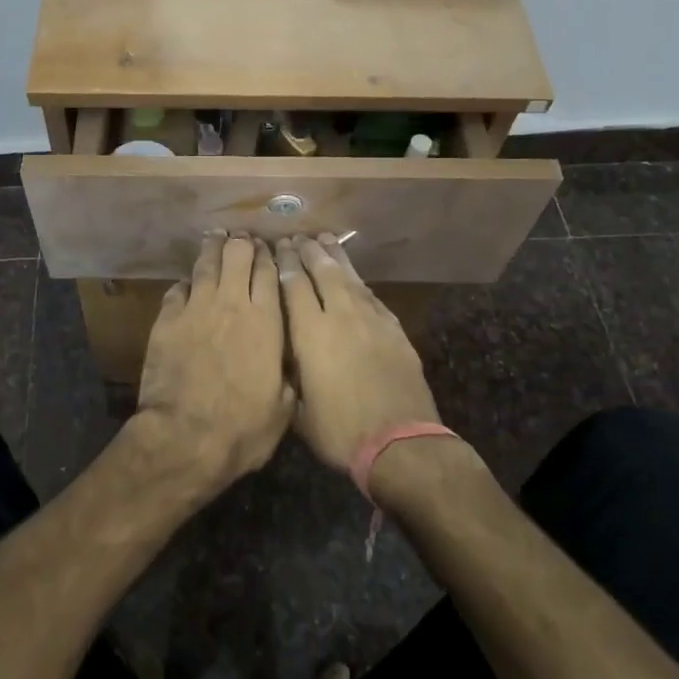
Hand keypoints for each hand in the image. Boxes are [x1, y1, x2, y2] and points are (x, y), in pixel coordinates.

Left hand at [137, 233, 295, 484]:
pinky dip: (186, 284)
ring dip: (212, 249)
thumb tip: (287, 372)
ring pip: (205, 265)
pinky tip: (187, 284)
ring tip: (215, 238)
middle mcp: (232, 304)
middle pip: (237, 257)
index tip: (269, 250)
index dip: (269, 257)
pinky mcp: (166, 320)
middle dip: (241, 244)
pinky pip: (178, 290)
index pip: (270, 273)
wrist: (186, 437)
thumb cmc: (242, 428)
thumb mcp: (281, 409)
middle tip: (241, 240)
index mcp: (267, 322)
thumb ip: (286, 380)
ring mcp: (196, 309)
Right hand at [275, 235, 439, 471]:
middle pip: (322, 272)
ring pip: (350, 279)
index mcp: (310, 334)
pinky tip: (355, 279)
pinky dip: (359, 283)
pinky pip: (372, 297)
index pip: (293, 286)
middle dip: (308, 252)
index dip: (285, 264)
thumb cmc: (340, 431)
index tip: (278, 247)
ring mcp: (371, 320)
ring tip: (326, 239)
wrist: (400, 441)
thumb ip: (290, 376)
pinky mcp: (395, 330)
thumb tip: (285, 359)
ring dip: (336, 257)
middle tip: (298, 237)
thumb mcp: (299, 410)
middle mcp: (340, 317)